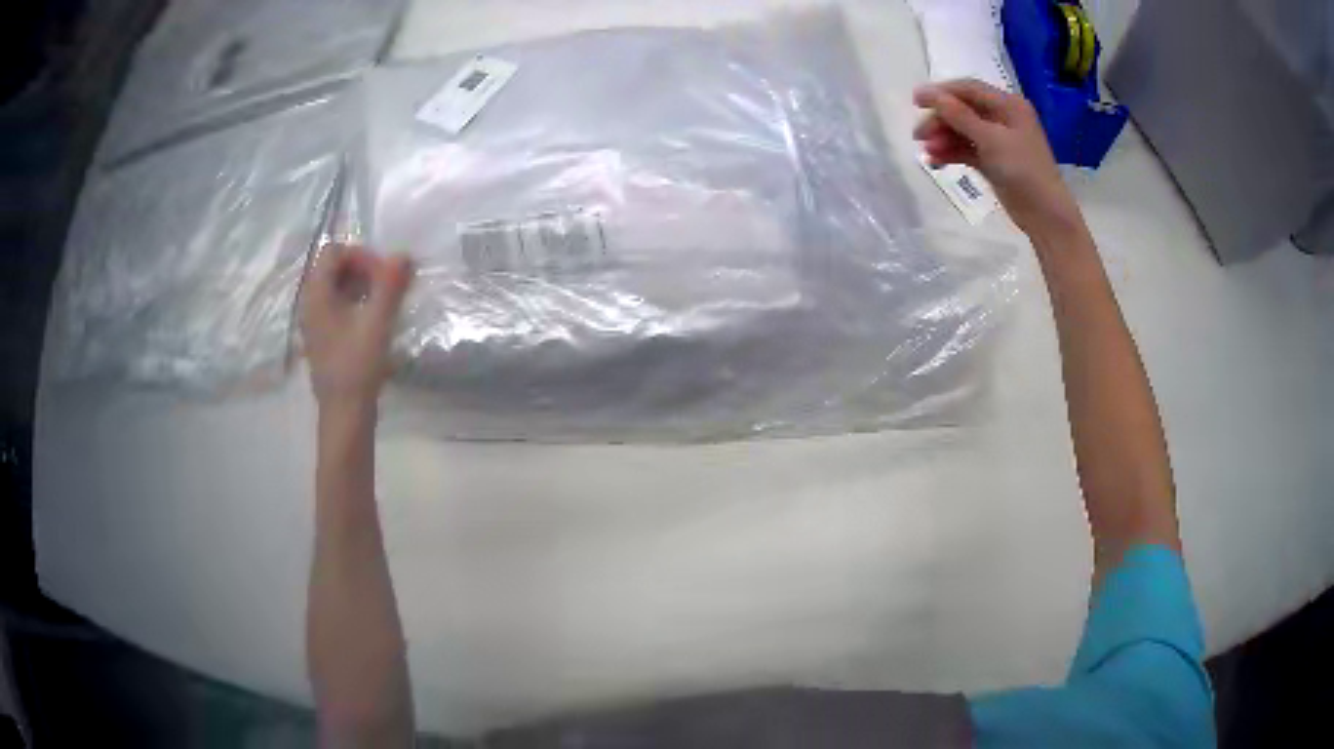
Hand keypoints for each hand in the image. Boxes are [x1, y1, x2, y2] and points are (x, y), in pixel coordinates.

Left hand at [299, 245, 412, 409]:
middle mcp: (310, 304)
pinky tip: (374, 321)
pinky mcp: (323, 337)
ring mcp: (315, 322)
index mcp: (316, 295)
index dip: (361, 256)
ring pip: (336, 288)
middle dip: (363, 269)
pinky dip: (356, 303)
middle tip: (388, 287)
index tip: (384, 275)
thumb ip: (390, 285)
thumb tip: (404, 255)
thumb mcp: (377, 322)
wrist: (345, 414)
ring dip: (362, 287)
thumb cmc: (358, 366)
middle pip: (334, 268)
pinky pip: (337, 306)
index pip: (334, 252)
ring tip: (385, 303)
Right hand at [913, 79, 1082, 237]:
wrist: (1045, 215)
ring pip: (963, 131)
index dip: (941, 92)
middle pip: (963, 110)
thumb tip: (927, 93)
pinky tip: (935, 161)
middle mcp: (1003, 118)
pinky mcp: (993, 161)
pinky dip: (951, 153)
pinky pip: (967, 149)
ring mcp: (998, 140)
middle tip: (918, 135)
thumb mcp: (990, 139)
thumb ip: (958, 115)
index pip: (969, 89)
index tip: (915, 101)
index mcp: (1008, 105)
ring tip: (927, 151)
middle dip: (940, 120)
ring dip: (943, 138)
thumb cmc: (1024, 170)